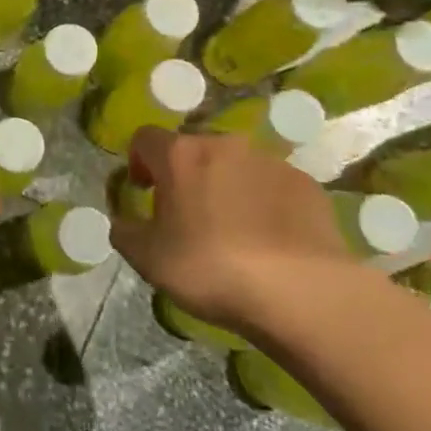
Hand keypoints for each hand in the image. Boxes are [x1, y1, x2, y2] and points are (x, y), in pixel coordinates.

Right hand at [111, 129, 354, 338]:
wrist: (301, 292)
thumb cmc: (210, 267)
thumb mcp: (147, 258)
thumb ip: (125, 231)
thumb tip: (123, 222)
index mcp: (180, 155)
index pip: (145, 138)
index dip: (138, 161)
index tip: (143, 191)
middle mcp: (225, 145)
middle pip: (193, 149)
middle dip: (184, 174)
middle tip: (185, 215)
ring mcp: (271, 162)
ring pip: (235, 166)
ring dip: (225, 186)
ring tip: (230, 230)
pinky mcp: (307, 185)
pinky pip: (272, 186)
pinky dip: (263, 203)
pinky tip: (267, 239)